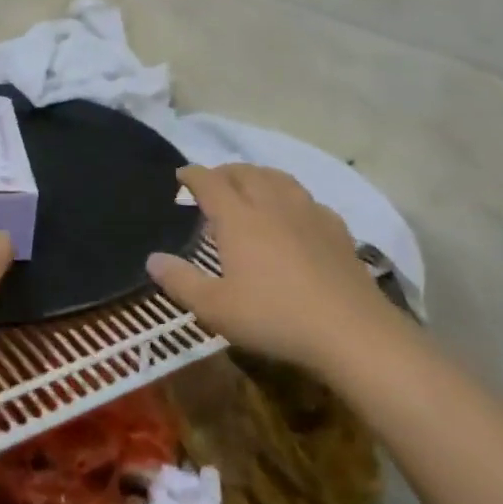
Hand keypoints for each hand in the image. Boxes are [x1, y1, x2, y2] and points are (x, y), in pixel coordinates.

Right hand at [147, 163, 392, 366]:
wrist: (350, 331)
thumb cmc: (274, 317)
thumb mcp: (215, 308)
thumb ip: (180, 281)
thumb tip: (152, 258)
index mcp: (238, 217)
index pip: (210, 182)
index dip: (192, 175)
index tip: (181, 175)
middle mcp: (271, 204)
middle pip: (245, 173)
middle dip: (224, 172)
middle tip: (212, 183)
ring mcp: (308, 213)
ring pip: (278, 178)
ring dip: (258, 176)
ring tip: (250, 187)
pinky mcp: (336, 229)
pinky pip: (307, 199)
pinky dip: (290, 197)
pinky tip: (294, 214)